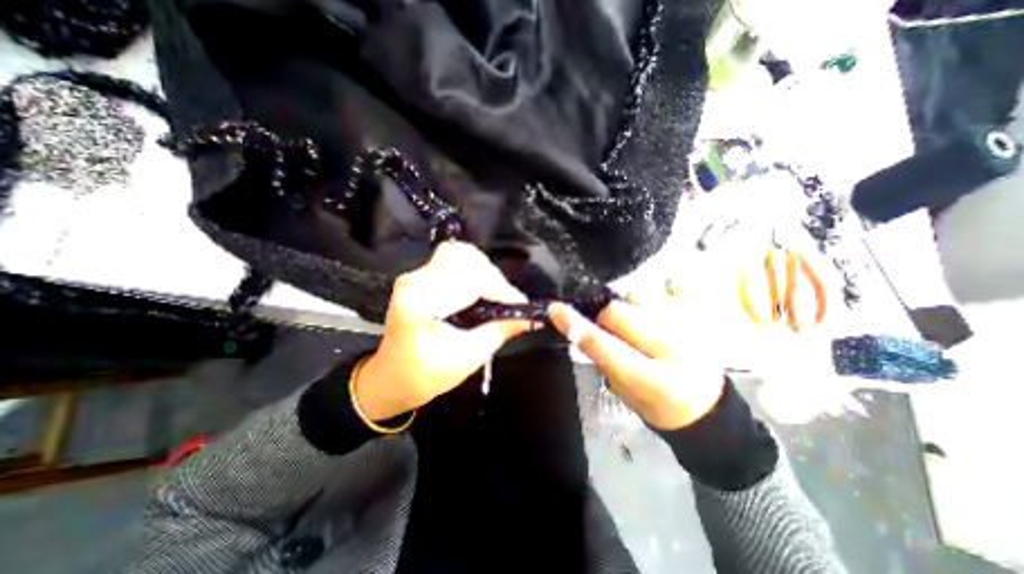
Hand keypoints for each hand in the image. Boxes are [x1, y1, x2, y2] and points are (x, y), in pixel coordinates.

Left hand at [358, 243, 535, 421]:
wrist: (391, 377)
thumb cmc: (425, 376)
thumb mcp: (468, 358)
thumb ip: (500, 331)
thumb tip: (530, 318)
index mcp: (422, 303)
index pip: (471, 279)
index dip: (501, 289)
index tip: (521, 305)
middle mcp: (415, 280)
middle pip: (466, 258)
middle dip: (493, 278)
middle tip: (507, 300)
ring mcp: (415, 275)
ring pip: (460, 254)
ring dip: (484, 272)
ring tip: (495, 294)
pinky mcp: (419, 276)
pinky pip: (454, 260)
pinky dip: (474, 271)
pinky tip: (480, 289)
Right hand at [548, 295, 723, 429]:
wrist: (705, 406)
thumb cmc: (657, 403)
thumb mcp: (622, 390)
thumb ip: (601, 357)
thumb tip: (579, 324)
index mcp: (656, 380)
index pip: (605, 346)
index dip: (576, 326)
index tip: (556, 309)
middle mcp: (678, 349)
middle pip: (619, 311)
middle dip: (606, 318)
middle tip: (611, 329)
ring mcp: (695, 326)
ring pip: (640, 292)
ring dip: (630, 305)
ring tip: (640, 320)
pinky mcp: (703, 312)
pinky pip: (672, 284)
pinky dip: (660, 293)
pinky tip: (661, 310)